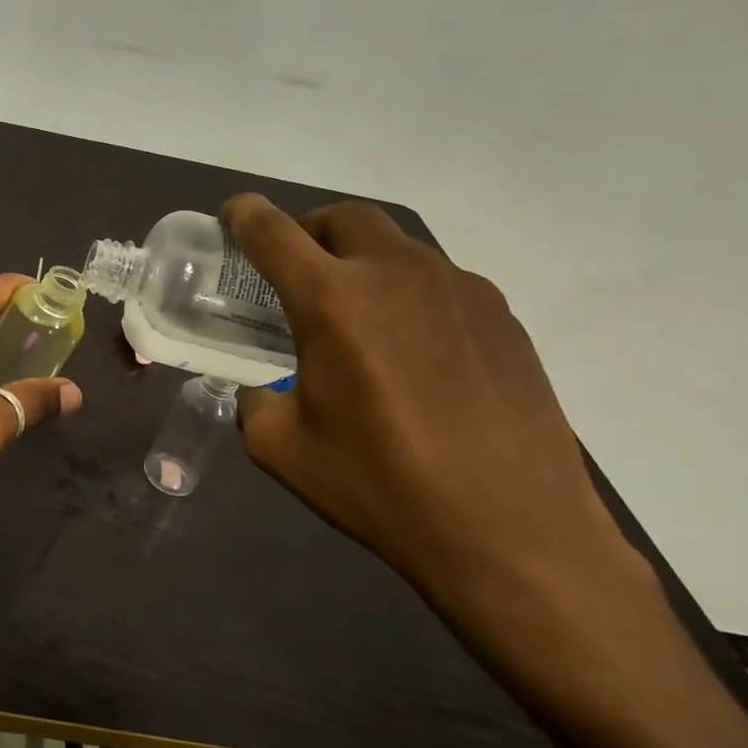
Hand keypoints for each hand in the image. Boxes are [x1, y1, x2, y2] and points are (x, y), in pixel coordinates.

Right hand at [220, 194, 657, 639]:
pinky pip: (442, 284)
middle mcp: (396, 275)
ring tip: (359, 317)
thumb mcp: (282, 449)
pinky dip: (410, 295)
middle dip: (311, 230)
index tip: (233, 215)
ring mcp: (459, 291)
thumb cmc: (382, 485)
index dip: (244, 216)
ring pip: (398, 247)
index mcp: (332, 300)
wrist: (514, 532)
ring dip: (364, 263)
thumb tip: (262, 391)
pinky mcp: (503, 318)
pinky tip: (415, 352)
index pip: (273, 233)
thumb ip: (255, 403)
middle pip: (345, 218)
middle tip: (299, 269)